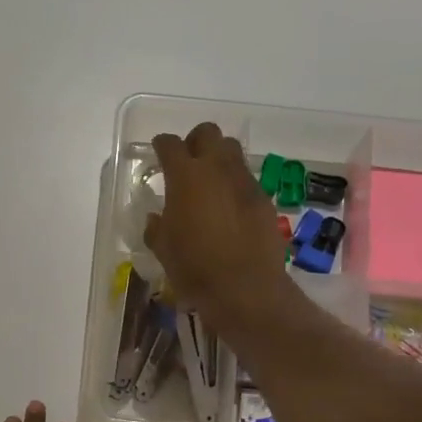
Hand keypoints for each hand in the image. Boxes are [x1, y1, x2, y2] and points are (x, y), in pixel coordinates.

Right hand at [146, 124, 294, 338]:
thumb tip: (157, 219)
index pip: (169, 144)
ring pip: (232, 152)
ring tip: (211, 184)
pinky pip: (247, 180)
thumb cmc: (194, 267)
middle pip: (208, 133)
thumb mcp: (163, 249)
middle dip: (195, 142)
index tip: (158, 153)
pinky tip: (230, 210)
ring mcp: (244, 182)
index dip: (161, 146)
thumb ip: (157, 227)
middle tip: (188, 164)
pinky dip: (236, 186)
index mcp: (185, 176)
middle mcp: (217, 169)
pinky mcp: (264, 199)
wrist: (245, 288)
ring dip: (219, 160)